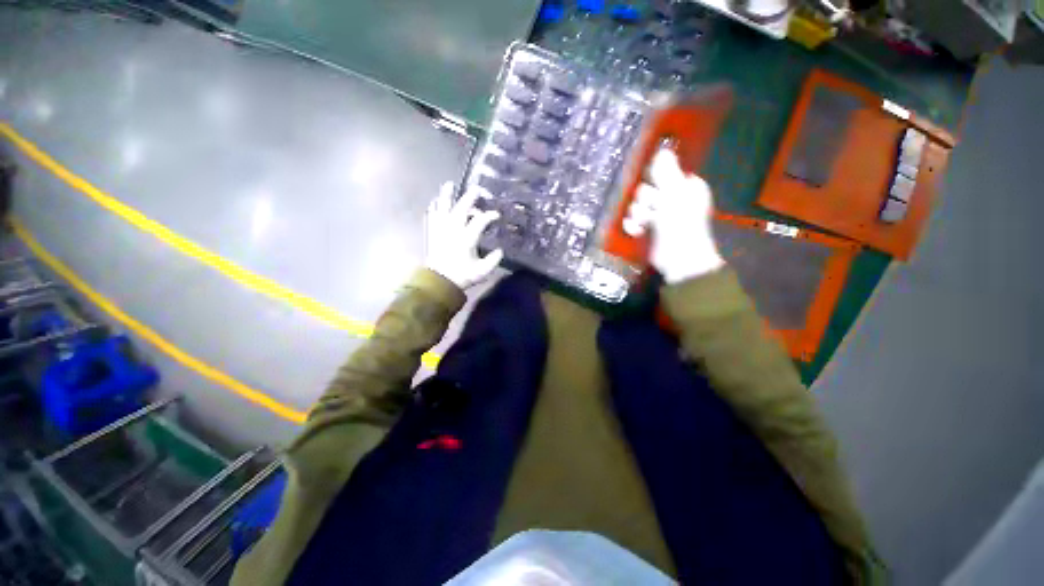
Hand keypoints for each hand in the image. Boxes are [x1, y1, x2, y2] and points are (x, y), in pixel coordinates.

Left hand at [424, 182, 503, 288]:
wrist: (439, 282)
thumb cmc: (462, 276)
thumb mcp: (482, 271)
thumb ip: (493, 260)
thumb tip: (499, 250)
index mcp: (466, 239)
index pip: (480, 221)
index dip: (489, 216)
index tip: (496, 215)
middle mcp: (453, 230)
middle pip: (461, 209)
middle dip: (469, 198)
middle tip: (476, 190)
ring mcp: (441, 230)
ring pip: (443, 208)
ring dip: (446, 196)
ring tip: (449, 184)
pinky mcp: (433, 233)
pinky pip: (432, 216)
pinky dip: (434, 207)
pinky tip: (435, 202)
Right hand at [623, 149, 724, 283]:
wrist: (679, 259)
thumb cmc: (681, 225)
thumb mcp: (675, 195)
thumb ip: (666, 172)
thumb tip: (662, 150)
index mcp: (685, 185)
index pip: (663, 172)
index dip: (655, 178)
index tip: (653, 184)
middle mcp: (673, 197)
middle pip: (646, 189)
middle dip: (645, 201)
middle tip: (654, 209)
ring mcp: (660, 214)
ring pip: (637, 205)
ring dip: (638, 215)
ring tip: (646, 224)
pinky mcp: (649, 228)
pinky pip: (634, 220)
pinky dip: (634, 225)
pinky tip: (637, 231)